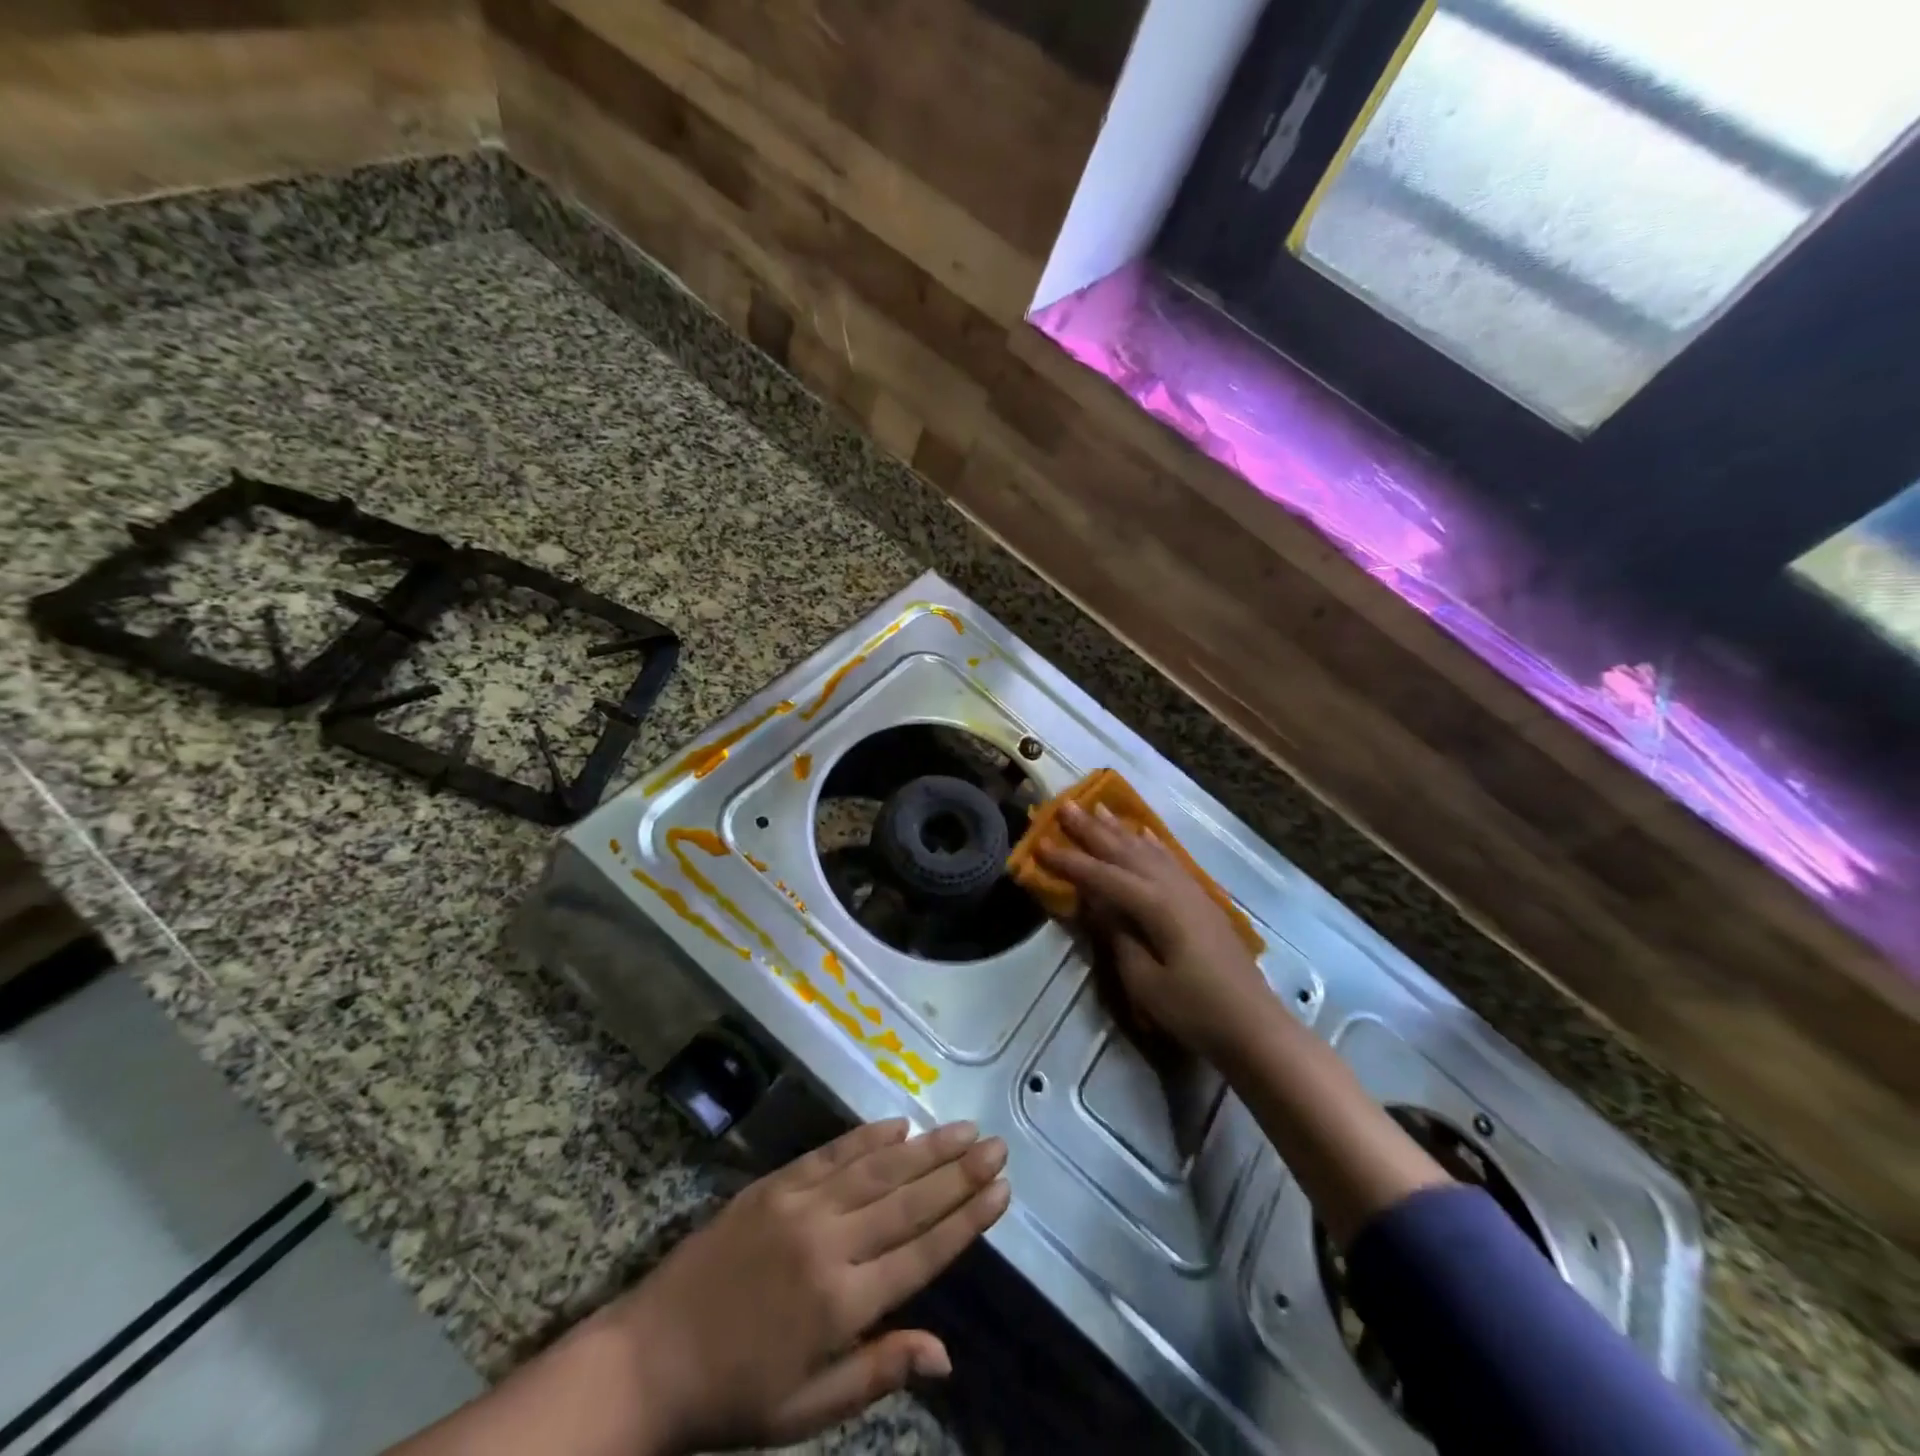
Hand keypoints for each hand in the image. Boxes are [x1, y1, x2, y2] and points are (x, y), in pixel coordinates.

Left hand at [615, 1118, 1008, 1452]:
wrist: (649, 1358)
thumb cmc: (735, 1397)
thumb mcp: (807, 1410)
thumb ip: (878, 1371)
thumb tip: (946, 1354)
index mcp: (840, 1304)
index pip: (921, 1253)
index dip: (965, 1219)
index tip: (1001, 1191)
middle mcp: (828, 1243)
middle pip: (907, 1200)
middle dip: (958, 1172)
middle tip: (996, 1145)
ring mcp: (800, 1205)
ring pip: (876, 1168)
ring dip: (925, 1147)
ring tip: (964, 1128)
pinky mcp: (774, 1185)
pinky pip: (831, 1154)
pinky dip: (868, 1136)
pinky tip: (898, 1123)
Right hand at [1037, 801, 1272, 1059]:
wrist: (1255, 1028)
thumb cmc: (1195, 1011)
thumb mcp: (1144, 982)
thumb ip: (1118, 937)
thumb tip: (1096, 904)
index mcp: (1156, 906)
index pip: (1103, 877)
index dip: (1070, 862)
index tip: (1040, 844)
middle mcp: (1173, 888)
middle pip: (1126, 852)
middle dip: (1093, 830)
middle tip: (1066, 806)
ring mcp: (1192, 892)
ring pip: (1149, 851)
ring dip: (1121, 830)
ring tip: (1098, 808)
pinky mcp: (1202, 902)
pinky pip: (1170, 861)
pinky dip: (1152, 845)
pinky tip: (1144, 835)